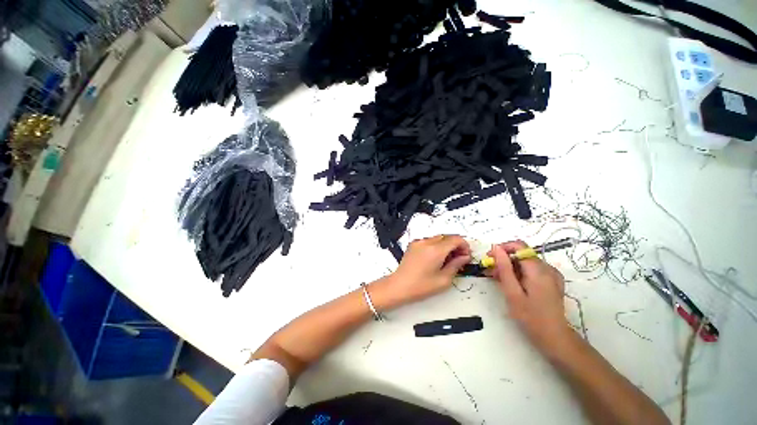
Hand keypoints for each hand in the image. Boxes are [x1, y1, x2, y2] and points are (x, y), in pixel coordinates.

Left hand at [372, 235, 470, 309]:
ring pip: (438, 238)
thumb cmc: (422, 286)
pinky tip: (435, 258)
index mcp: (436, 250)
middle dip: (456, 246)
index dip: (465, 246)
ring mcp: (418, 242)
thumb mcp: (444, 279)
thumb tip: (465, 257)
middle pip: (447, 237)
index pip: (456, 239)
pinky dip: (436, 246)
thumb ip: (456, 265)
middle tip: (458, 259)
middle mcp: (427, 242)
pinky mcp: (413, 244)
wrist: (399, 286)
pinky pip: (429, 241)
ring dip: (446, 245)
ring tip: (447, 260)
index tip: (466, 256)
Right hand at [488, 240, 570, 353]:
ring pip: (526, 261)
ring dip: (511, 266)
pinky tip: (513, 283)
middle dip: (504, 259)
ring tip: (499, 279)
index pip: (519, 246)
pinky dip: (520, 271)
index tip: (490, 257)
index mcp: (538, 270)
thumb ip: (504, 268)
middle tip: (491, 272)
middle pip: (522, 254)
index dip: (502, 248)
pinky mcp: (552, 280)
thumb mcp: (512, 292)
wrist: (554, 337)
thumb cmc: (530, 317)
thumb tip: (496, 248)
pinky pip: (533, 269)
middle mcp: (547, 268)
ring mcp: (552, 274)